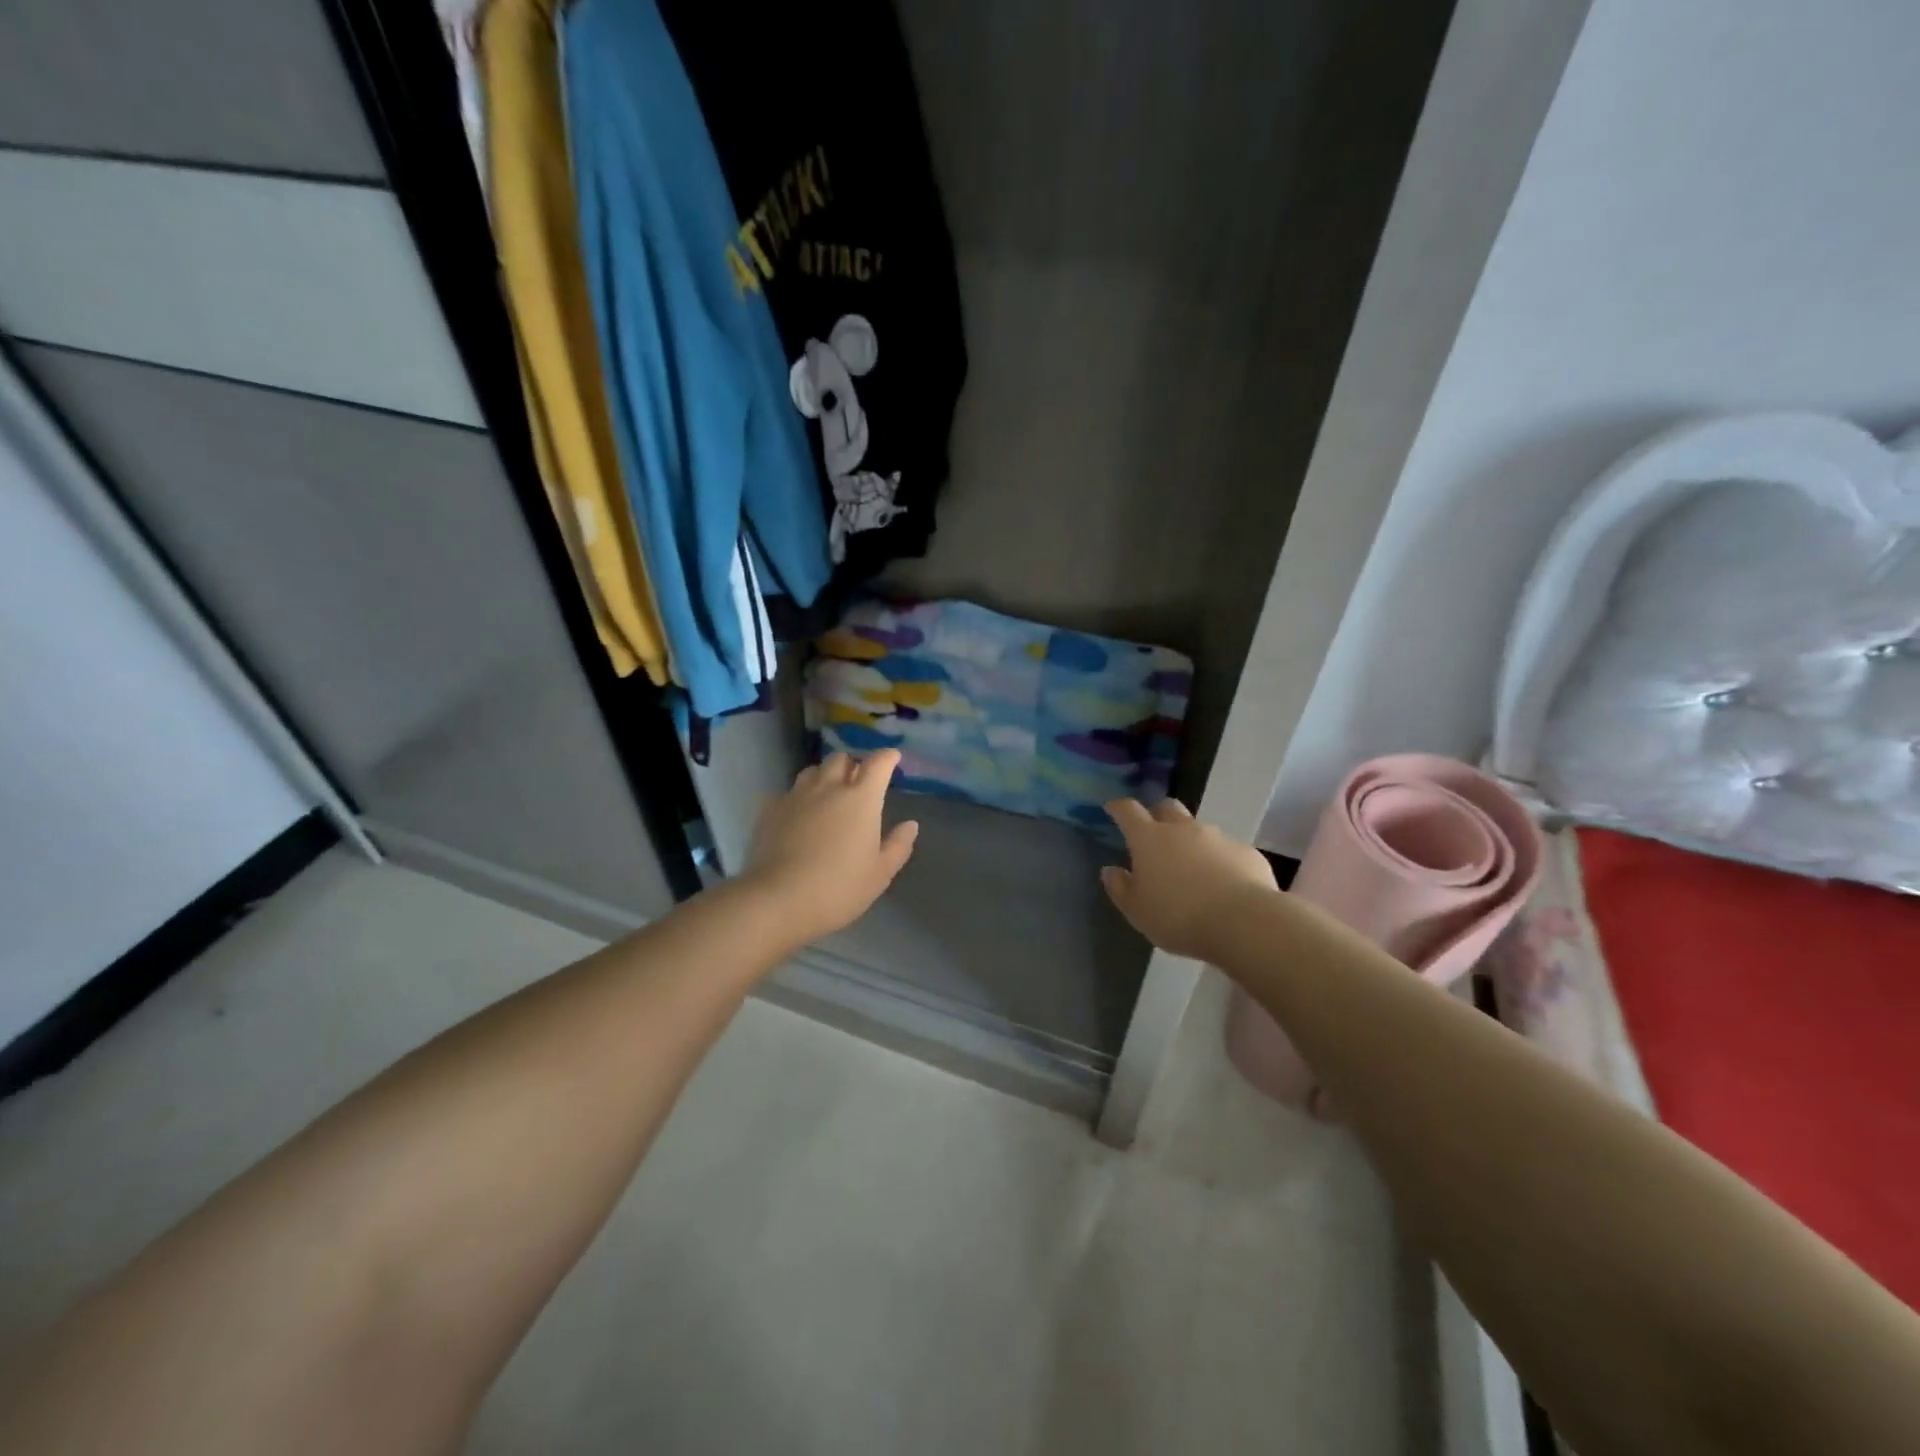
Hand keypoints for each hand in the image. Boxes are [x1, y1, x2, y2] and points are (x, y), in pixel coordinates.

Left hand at [741, 750, 919, 943]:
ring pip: (812, 771)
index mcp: (861, 799)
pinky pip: (788, 793)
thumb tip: (910, 825)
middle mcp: (828, 788)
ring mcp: (796, 796)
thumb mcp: (880, 873)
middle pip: (841, 759)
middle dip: (853, 764)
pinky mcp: (770, 810)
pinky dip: (799, 798)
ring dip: (824, 776)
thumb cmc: (839, 887)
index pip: (878, 763)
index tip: (892, 758)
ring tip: (828, 793)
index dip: (887, 757)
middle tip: (858, 781)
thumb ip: (898, 845)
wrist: (779, 899)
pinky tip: (799, 815)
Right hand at [1100, 798, 1278, 960]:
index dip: (1118, 808)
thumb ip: (1120, 888)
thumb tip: (1110, 870)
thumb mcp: (1137, 911)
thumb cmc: (1178, 916)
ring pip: (1198, 829)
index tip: (1113, 808)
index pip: (1128, 811)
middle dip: (1157, 815)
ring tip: (1191, 868)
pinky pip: (1226, 850)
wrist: (1244, 922)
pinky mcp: (1246, 851)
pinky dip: (1219, 860)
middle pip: (1167, 807)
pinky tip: (1222, 883)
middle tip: (1153, 834)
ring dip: (1190, 841)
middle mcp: (1182, 829)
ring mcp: (1218, 837)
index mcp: (1149, 839)